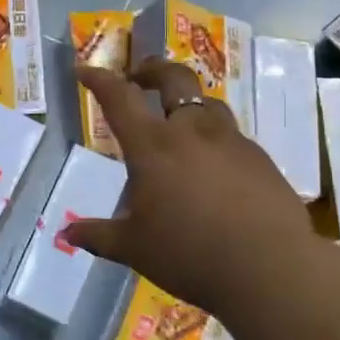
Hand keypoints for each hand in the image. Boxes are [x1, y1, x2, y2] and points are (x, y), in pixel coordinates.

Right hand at [59, 59, 317, 312]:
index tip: (84, 71)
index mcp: (153, 146)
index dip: (99, 79)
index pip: (119, 98)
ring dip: (187, 103)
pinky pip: (232, 136)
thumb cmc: (189, 254)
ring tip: (178, 122)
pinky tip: (213, 167)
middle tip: (138, 76)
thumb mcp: (134, 248)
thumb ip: (99, 235)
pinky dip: (214, 139)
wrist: (271, 270)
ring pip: (208, 104)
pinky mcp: (261, 160)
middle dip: (152, 69)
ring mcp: (232, 142)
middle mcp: (192, 132)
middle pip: (174, 79)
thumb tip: (69, 233)